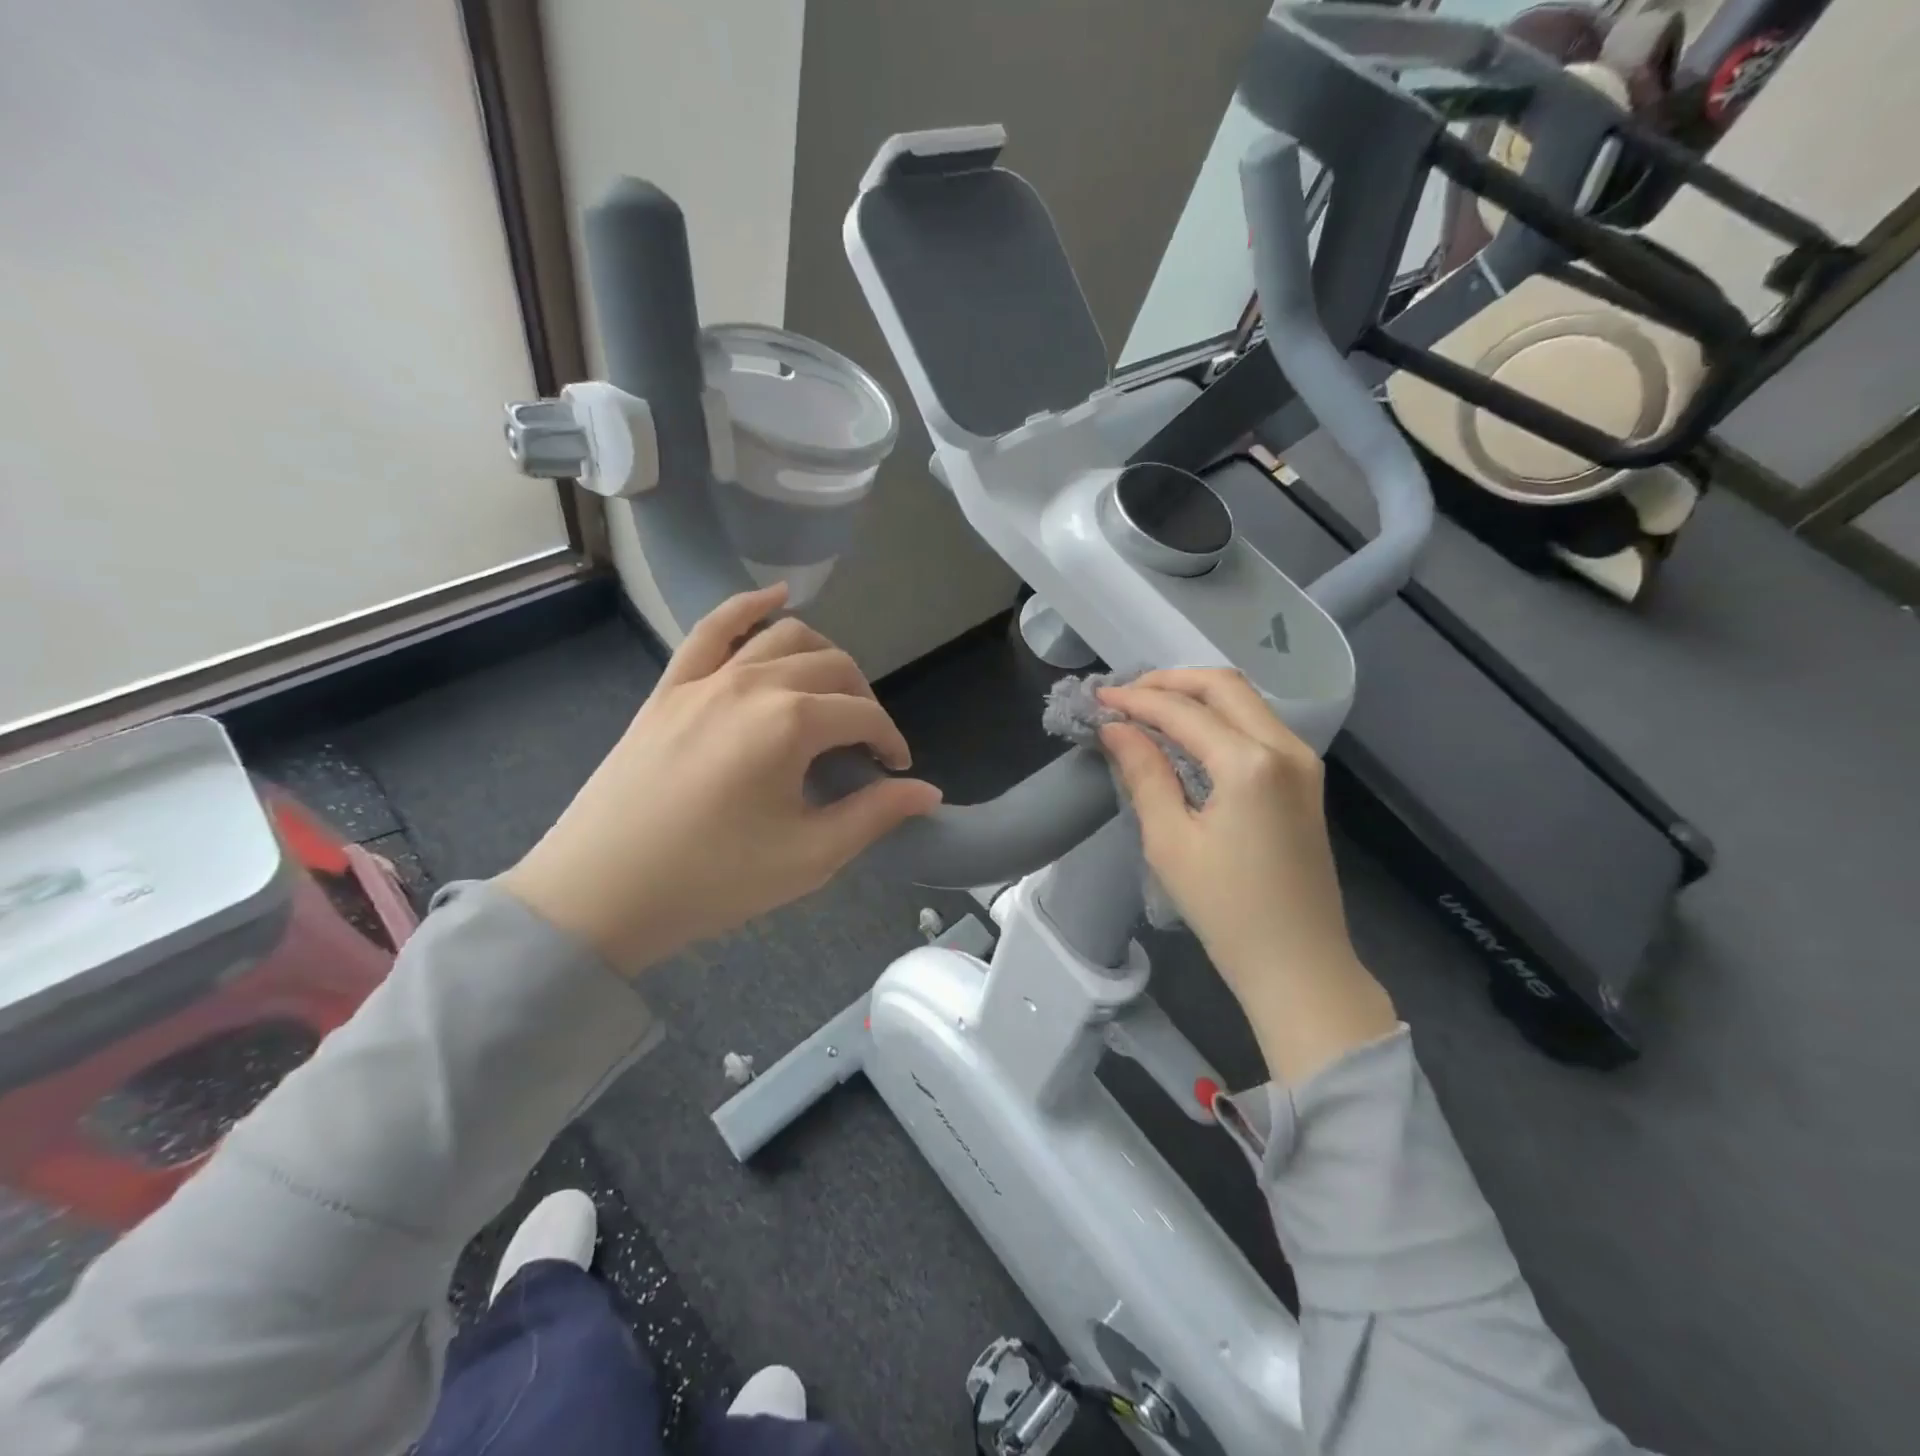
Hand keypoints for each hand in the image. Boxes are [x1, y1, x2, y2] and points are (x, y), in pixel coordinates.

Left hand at [500, 584, 940, 974]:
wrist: (600, 893)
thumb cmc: (712, 880)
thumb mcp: (808, 857)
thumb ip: (875, 815)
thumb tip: (928, 791)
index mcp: (790, 722)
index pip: (863, 714)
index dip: (890, 740)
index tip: (897, 771)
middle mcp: (753, 683)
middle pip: (833, 668)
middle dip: (863, 701)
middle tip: (865, 746)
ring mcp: (705, 679)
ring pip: (784, 638)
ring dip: (824, 656)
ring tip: (834, 691)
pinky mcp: (671, 688)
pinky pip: (713, 629)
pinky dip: (749, 606)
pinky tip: (777, 597)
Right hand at [1097, 669, 1396, 1084]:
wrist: (1299, 963)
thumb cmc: (1226, 909)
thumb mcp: (1170, 841)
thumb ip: (1144, 773)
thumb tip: (1116, 729)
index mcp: (1250, 763)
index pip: (1184, 711)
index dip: (1137, 699)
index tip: (1099, 699)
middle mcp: (1285, 747)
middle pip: (1223, 686)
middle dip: (1170, 682)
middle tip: (1125, 695)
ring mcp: (1303, 762)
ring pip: (1245, 701)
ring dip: (1196, 696)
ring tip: (1148, 708)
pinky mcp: (1305, 779)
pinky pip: (1258, 726)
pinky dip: (1219, 718)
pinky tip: (1187, 733)